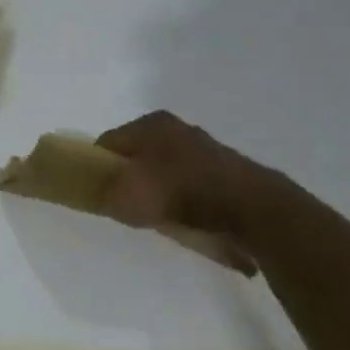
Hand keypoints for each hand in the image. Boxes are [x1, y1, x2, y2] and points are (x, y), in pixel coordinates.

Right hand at [98, 111, 276, 273]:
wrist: (253, 210)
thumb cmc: (181, 193)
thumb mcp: (129, 196)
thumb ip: (105, 193)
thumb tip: (96, 193)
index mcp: (152, 123)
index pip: (111, 141)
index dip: (99, 167)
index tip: (99, 193)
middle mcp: (179, 129)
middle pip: (141, 156)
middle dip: (134, 181)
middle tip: (130, 209)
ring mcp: (207, 150)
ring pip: (169, 173)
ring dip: (163, 195)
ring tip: (164, 222)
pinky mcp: (229, 174)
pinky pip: (196, 190)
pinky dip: (190, 206)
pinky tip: (193, 226)